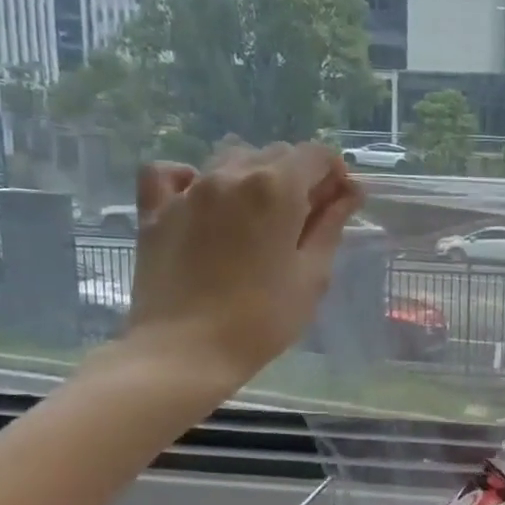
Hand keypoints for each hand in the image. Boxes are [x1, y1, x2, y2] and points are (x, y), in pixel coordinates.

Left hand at [118, 143, 361, 399]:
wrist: (185, 352)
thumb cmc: (262, 319)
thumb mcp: (313, 274)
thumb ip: (331, 225)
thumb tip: (350, 192)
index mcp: (276, 189)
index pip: (316, 155)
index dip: (335, 174)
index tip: (340, 204)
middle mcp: (231, 175)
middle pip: (276, 153)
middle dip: (299, 177)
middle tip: (306, 219)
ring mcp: (188, 190)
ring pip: (230, 158)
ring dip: (254, 175)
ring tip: (259, 215)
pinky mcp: (155, 210)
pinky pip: (170, 173)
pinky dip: (190, 178)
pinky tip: (202, 201)